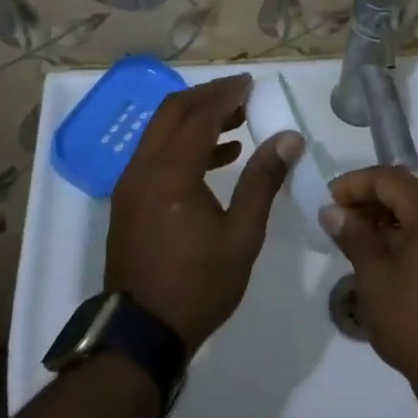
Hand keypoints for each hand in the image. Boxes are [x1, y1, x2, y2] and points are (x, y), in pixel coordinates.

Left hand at [105, 75, 299, 353]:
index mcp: (171, 173)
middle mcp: (143, 168)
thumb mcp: (242, 235)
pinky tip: (217, 158)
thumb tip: (288, 138)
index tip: (251, 84)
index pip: (199, 115)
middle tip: (241, 95)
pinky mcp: (128, 200)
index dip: (226, 94)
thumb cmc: (198, 285)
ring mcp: (130, 184)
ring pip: (160, 131)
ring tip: (236, 123)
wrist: (141, 333)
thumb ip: (263, 180)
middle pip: (172, 112)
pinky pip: (155, 153)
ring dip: (195, 119)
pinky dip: (182, 143)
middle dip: (208, 97)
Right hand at [321, 167, 417, 398]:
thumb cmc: (413, 318)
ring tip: (355, 237)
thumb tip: (332, 210)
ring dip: (385, 217)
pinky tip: (382, 253)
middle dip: (369, 199)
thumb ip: (353, 235)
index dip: (354, 184)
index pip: (388, 179)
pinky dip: (405, 233)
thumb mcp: (374, 276)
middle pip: (406, 190)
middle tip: (338, 219)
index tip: (327, 201)